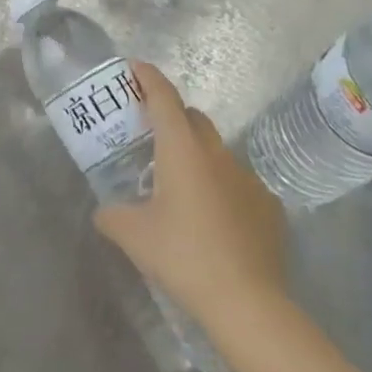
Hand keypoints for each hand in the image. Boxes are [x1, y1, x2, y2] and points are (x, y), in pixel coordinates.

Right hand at [93, 61, 290, 345]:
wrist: (249, 304)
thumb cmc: (185, 257)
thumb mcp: (134, 236)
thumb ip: (112, 216)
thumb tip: (103, 212)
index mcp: (181, 148)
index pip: (163, 96)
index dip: (148, 77)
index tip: (135, 67)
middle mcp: (215, 153)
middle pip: (192, 117)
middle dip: (172, 116)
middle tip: (151, 134)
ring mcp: (247, 178)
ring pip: (216, 151)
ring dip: (196, 154)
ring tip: (180, 185)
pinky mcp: (268, 206)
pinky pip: (238, 182)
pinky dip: (221, 187)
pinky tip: (213, 218)